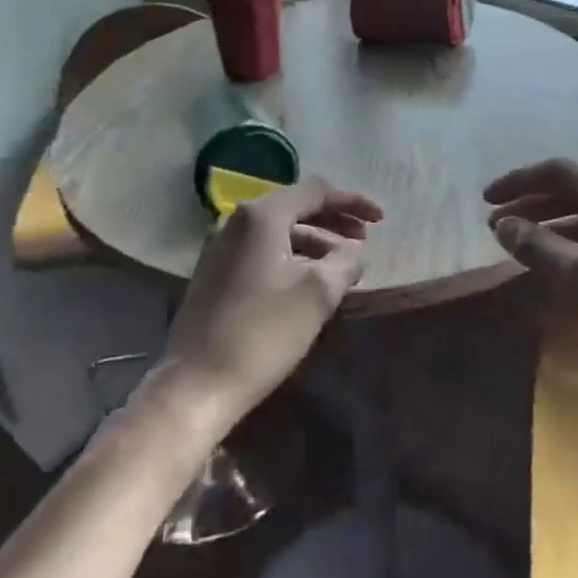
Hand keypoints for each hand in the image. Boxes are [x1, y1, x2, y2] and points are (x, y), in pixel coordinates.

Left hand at [153, 177, 383, 435]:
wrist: (196, 385)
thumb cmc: (262, 333)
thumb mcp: (318, 294)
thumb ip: (346, 261)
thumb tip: (355, 250)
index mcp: (261, 216)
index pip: (316, 191)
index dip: (353, 201)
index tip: (381, 220)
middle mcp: (237, 221)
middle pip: (296, 207)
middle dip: (335, 221)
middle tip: (364, 240)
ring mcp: (221, 247)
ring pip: (279, 231)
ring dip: (315, 241)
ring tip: (343, 265)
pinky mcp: (215, 273)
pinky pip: (263, 251)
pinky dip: (292, 256)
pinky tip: (310, 280)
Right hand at [484, 159, 577, 400]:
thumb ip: (538, 246)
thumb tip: (502, 225)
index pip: (561, 173)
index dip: (518, 181)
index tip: (485, 200)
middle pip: (576, 193)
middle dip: (533, 206)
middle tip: (497, 226)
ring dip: (554, 227)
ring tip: (521, 246)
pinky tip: (562, 266)